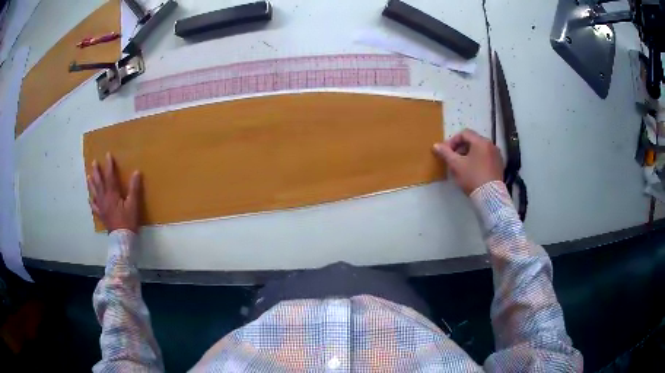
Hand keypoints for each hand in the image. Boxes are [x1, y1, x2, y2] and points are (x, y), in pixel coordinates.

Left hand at [87, 153, 142, 232]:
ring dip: (91, 184)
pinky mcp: (101, 215)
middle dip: (97, 172)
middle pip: (99, 183)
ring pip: (95, 193)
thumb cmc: (128, 221)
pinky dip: (92, 202)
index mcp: (112, 194)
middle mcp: (104, 199)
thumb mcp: (133, 205)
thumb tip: (136, 172)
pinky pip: (94, 207)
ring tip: (88, 176)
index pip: (110, 177)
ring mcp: (101, 207)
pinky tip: (89, 199)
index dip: (109, 165)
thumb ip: (134, 188)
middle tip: (94, 162)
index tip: (108, 155)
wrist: (122, 239)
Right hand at [432, 129, 503, 194]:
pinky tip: (473, 171)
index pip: (464, 133)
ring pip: (480, 149)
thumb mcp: (456, 165)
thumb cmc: (472, 178)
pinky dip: (478, 159)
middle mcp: (491, 144)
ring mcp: (497, 155)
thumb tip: (436, 145)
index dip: (453, 141)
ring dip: (469, 154)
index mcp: (481, 141)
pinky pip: (486, 157)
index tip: (446, 152)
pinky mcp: (499, 165)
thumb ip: (445, 153)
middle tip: (453, 159)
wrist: (490, 196)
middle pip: (472, 140)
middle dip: (461, 148)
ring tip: (462, 166)